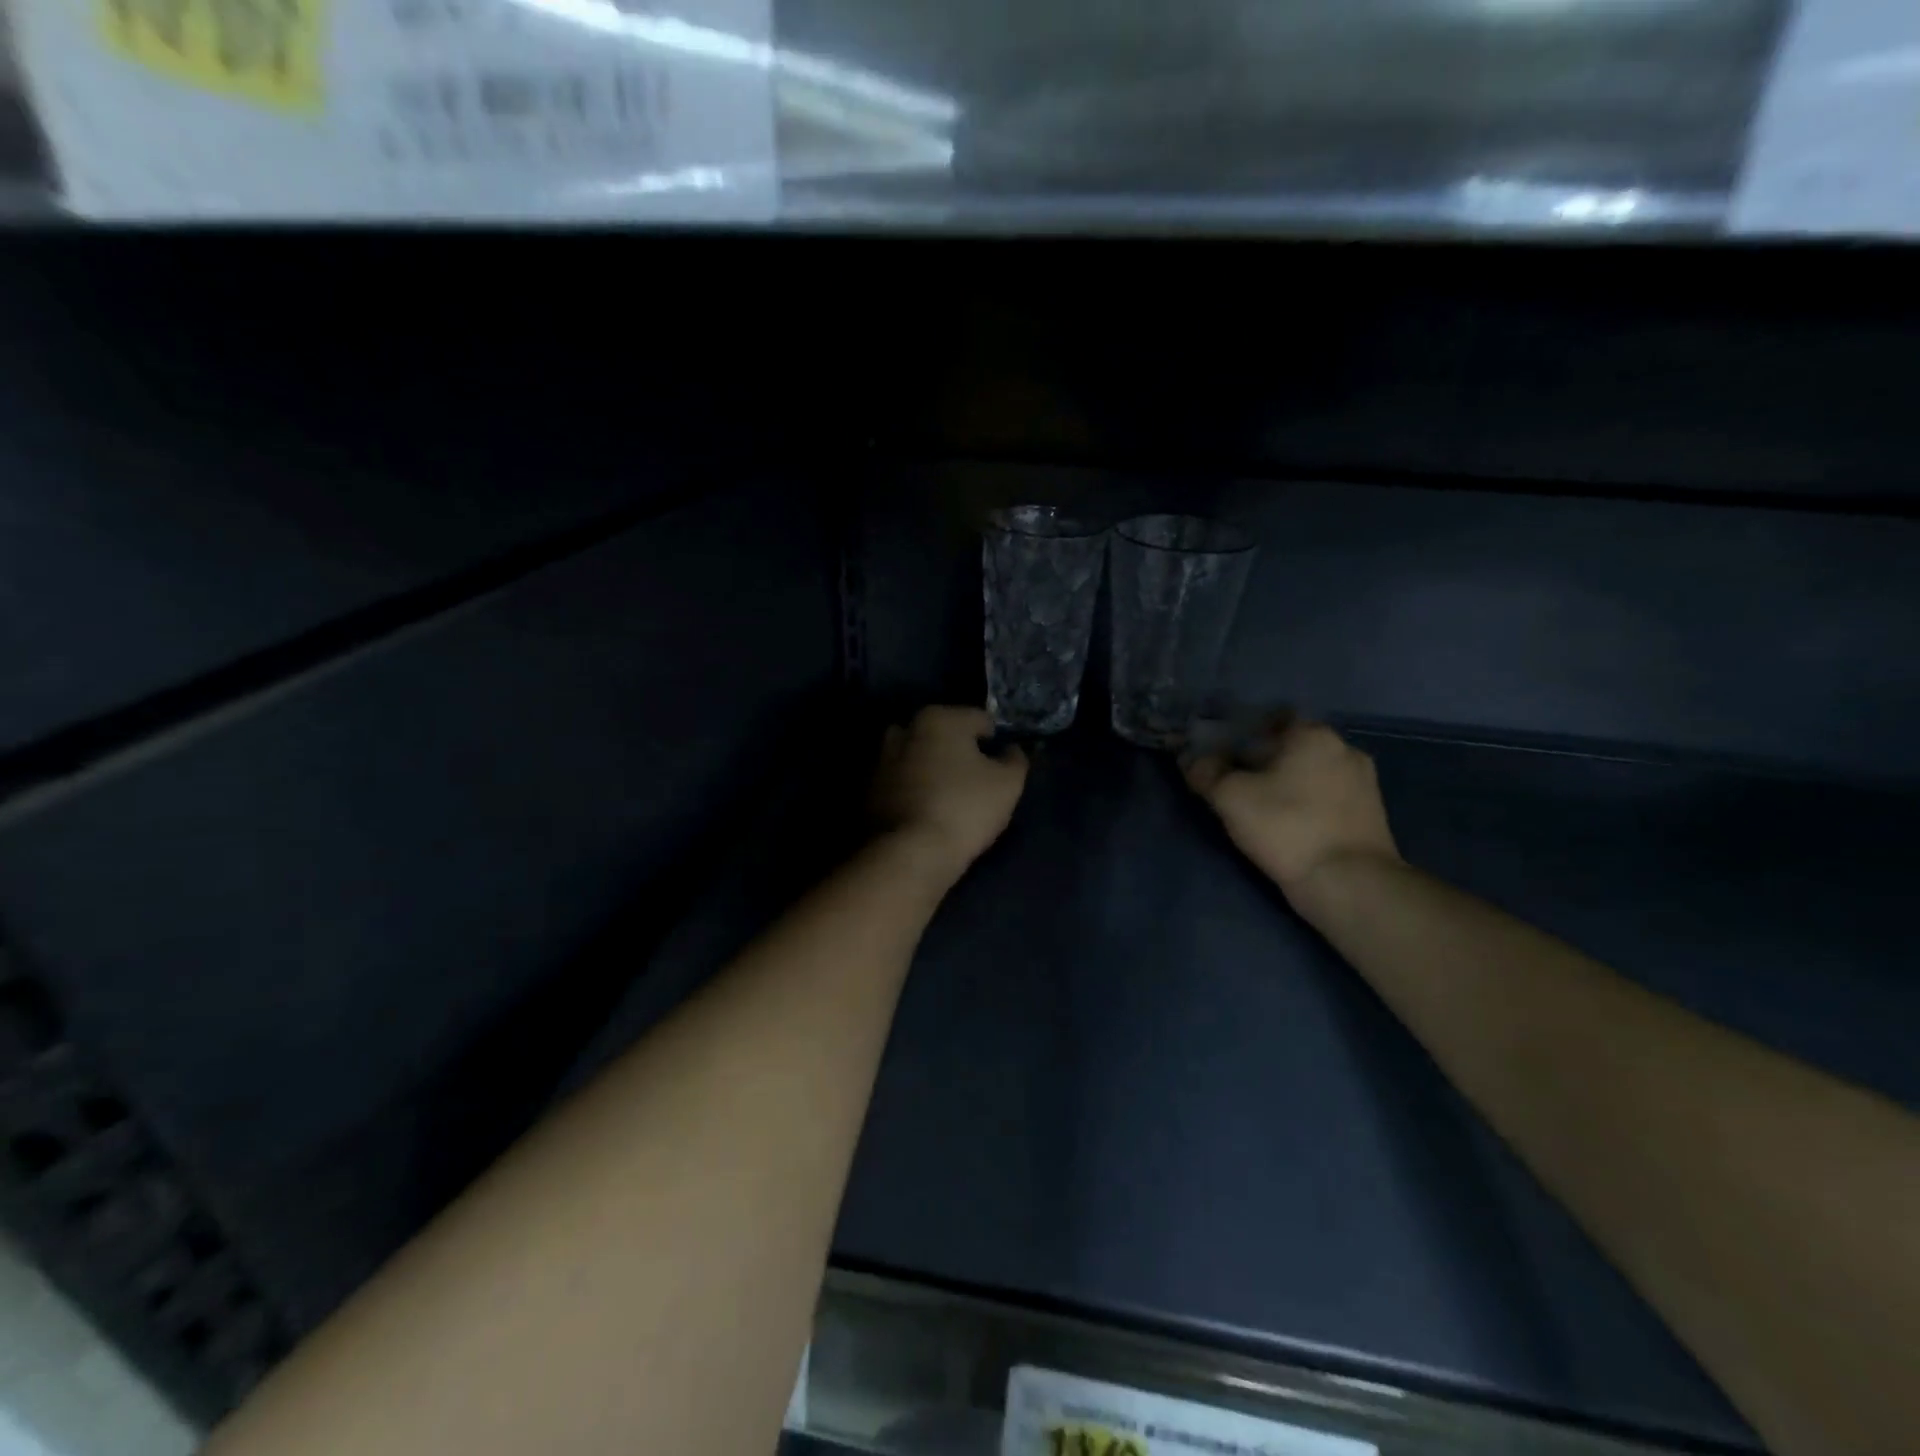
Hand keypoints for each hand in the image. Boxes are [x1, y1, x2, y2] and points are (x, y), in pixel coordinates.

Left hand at [871, 707, 1028, 875]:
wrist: (909, 853)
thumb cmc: (964, 808)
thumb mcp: (1008, 784)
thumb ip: (1015, 759)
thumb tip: (1010, 750)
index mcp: (939, 718)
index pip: (980, 720)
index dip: (995, 742)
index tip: (1000, 767)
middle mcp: (904, 729)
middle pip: (944, 735)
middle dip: (959, 751)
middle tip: (976, 782)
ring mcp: (881, 759)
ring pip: (919, 757)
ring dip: (933, 769)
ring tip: (950, 797)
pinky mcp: (869, 789)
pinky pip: (902, 781)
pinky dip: (914, 789)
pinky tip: (927, 811)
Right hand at [1185, 717, 1399, 906]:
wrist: (1349, 884)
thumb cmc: (1287, 827)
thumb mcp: (1230, 797)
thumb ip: (1206, 772)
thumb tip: (1191, 759)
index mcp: (1313, 734)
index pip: (1269, 720)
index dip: (1241, 735)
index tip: (1221, 756)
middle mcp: (1344, 748)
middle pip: (1291, 747)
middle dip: (1263, 762)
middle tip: (1235, 784)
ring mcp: (1364, 783)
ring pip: (1311, 774)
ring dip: (1287, 785)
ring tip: (1260, 808)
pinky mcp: (1371, 815)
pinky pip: (1327, 798)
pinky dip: (1307, 805)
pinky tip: (1288, 825)